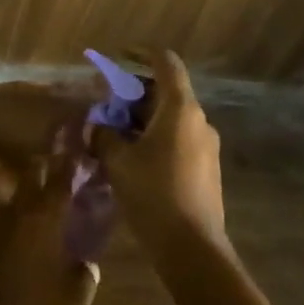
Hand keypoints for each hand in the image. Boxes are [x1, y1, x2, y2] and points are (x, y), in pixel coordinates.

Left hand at [0, 142, 98, 304]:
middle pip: (31, 179)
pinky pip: (3, 230)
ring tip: (44, 204)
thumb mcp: (72, 304)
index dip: (70, 164)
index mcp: (45, 220)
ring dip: (28, 198)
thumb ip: (83, 278)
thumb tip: (86, 263)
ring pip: (14, 203)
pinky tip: (23, 246)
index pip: (61, 181)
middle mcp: (18, 216)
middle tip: (57, 160)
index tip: (78, 148)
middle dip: (44, 167)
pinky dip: (16, 229)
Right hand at [90, 50, 227, 258]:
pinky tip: (133, 161)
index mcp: (180, 108)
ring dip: (142, 120)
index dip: (142, 53)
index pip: (165, 62)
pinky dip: (154, 139)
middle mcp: (198, 120)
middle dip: (133, 94)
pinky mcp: (206, 170)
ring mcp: (206, 147)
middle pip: (165, 91)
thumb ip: (104, 135)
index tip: (119, 56)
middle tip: (106, 108)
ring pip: (170, 118)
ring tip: (114, 136)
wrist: (193, 251)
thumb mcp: (118, 161)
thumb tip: (97, 127)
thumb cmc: (154, 194)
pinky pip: (177, 140)